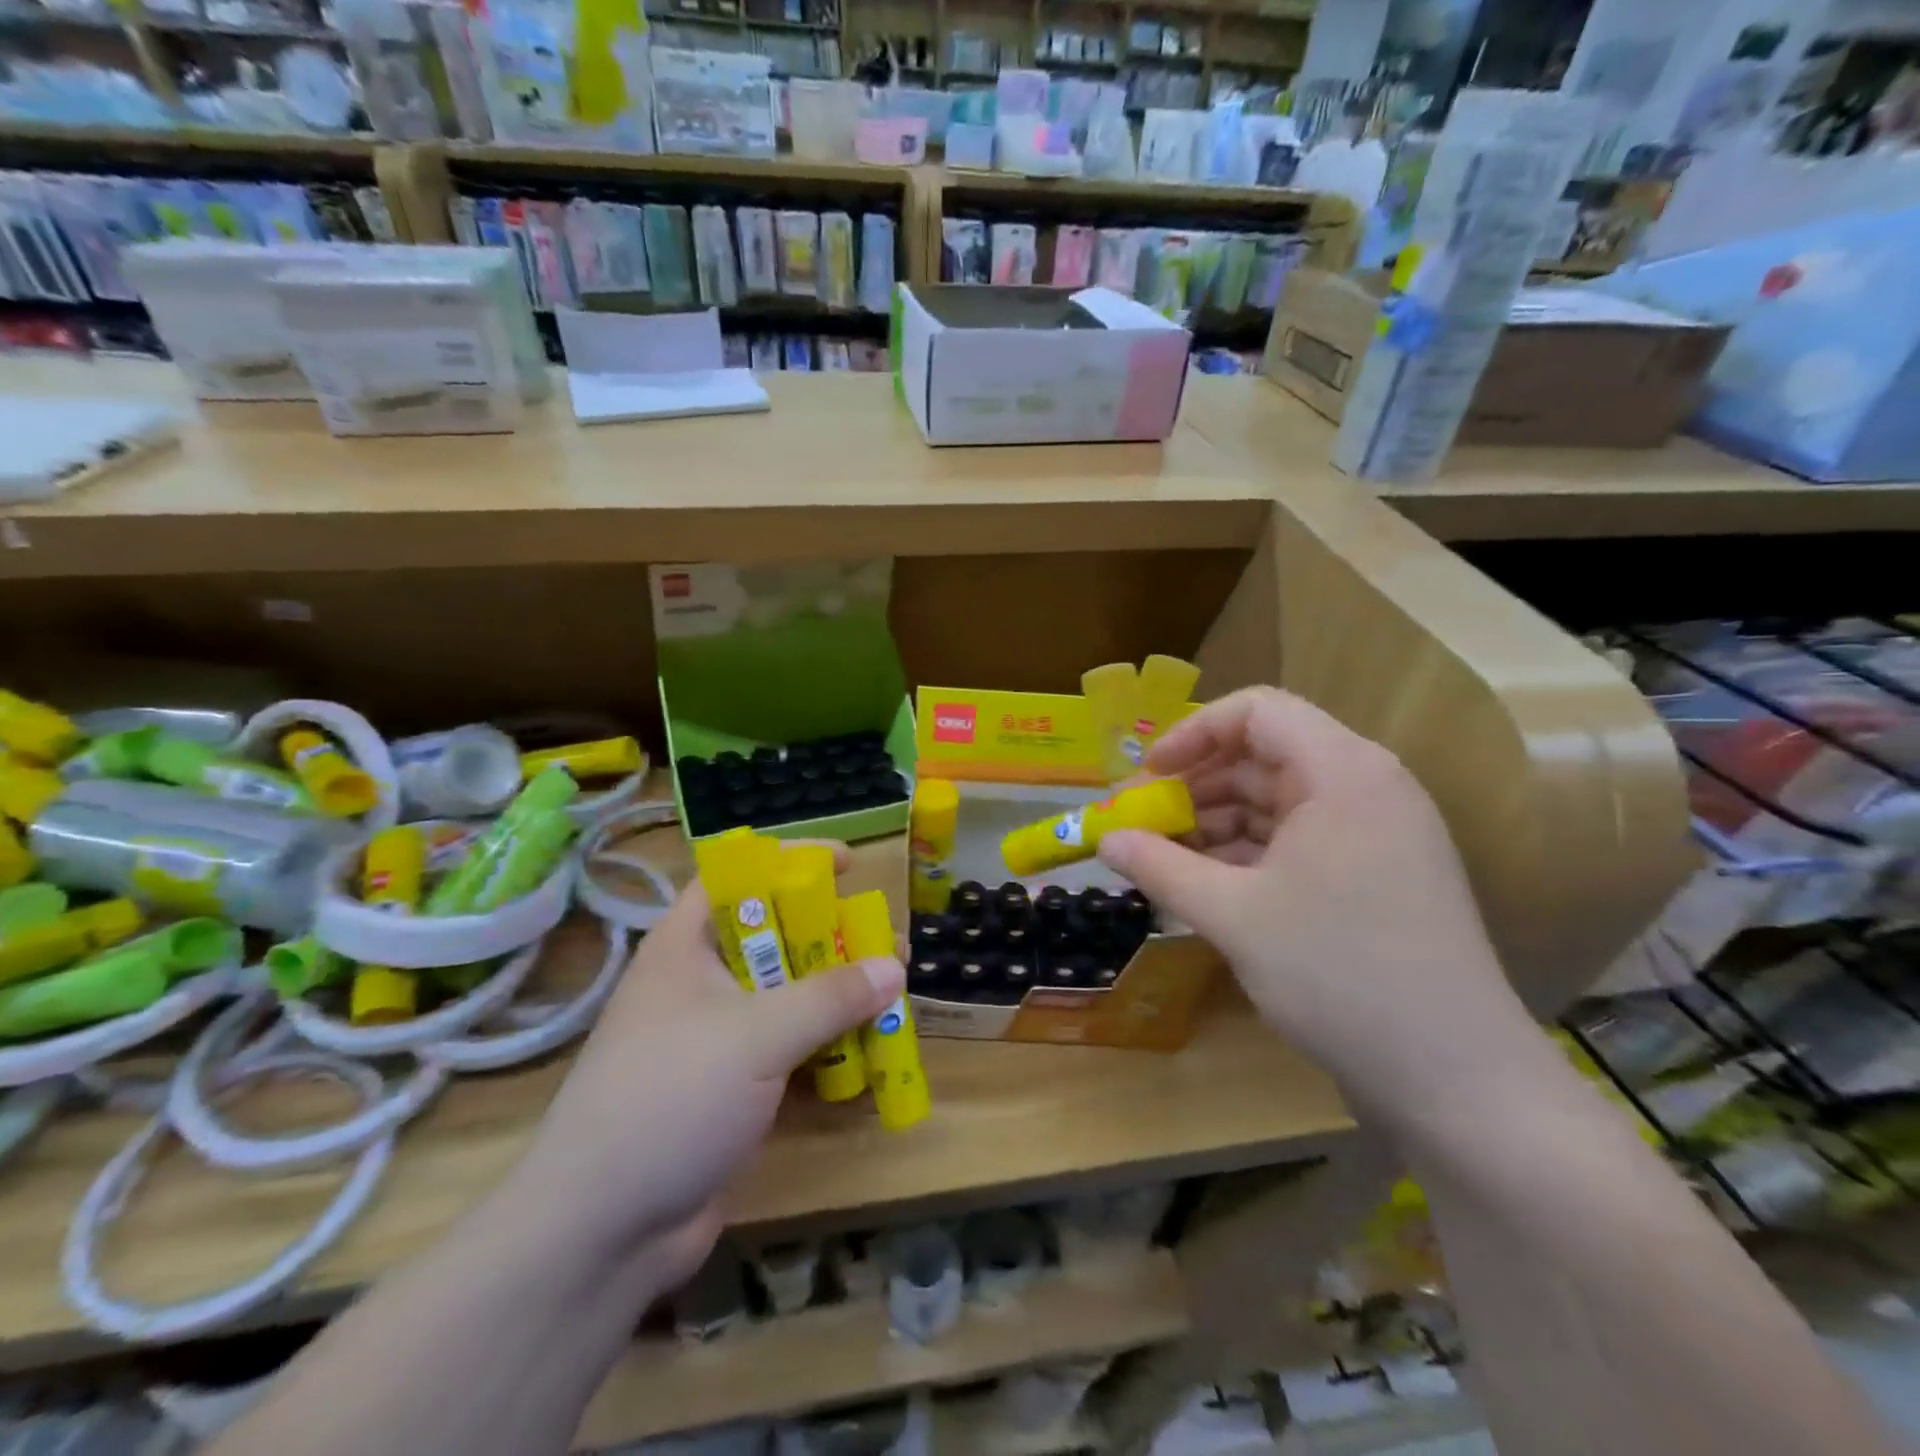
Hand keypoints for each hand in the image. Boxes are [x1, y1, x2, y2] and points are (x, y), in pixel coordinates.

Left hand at [505, 845, 904, 1291]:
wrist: (602, 1234)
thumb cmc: (669, 1099)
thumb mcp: (755, 1036)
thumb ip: (829, 997)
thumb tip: (894, 968)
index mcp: (686, 946)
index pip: (737, 877)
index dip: (789, 861)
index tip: (848, 865)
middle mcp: (701, 983)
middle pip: (774, 937)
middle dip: (831, 937)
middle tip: (884, 943)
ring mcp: (718, 1038)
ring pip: (788, 996)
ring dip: (837, 996)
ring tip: (891, 995)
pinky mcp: (735, 1088)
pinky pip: (792, 1049)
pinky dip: (829, 1047)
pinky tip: (870, 1054)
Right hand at [1097, 688, 1534, 1113]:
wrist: (1458, 1079)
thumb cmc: (1337, 974)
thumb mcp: (1232, 916)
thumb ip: (1160, 867)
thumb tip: (1105, 840)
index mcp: (1342, 772)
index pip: (1258, 711)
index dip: (1193, 732)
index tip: (1148, 774)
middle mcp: (1368, 786)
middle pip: (1266, 755)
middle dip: (1198, 785)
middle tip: (1146, 825)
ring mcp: (1380, 832)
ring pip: (1281, 800)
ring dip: (1220, 823)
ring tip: (1170, 862)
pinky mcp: (1381, 873)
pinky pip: (1302, 839)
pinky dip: (1252, 853)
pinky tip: (1212, 887)